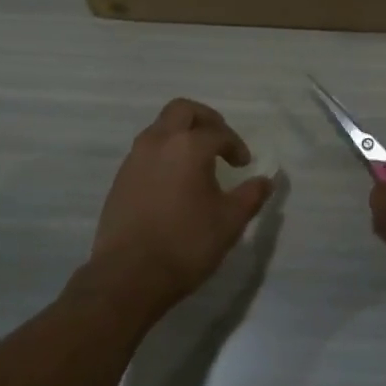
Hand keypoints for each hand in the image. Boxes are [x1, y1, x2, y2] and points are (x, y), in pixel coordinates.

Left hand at [83, 98, 272, 313]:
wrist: (128, 275)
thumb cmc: (186, 244)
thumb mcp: (230, 221)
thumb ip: (250, 196)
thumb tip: (266, 181)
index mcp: (188, 146)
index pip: (218, 132)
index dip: (235, 145)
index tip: (244, 165)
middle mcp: (158, 142)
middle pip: (182, 110)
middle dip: (205, 120)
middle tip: (220, 141)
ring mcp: (134, 159)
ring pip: (160, 129)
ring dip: (181, 136)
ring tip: (198, 163)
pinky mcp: (120, 179)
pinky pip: (146, 152)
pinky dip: (164, 154)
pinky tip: (175, 183)